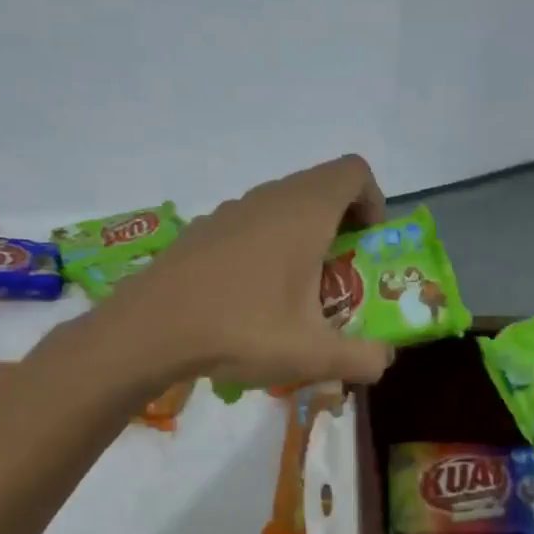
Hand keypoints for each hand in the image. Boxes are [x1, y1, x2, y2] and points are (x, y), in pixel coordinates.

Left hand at [112, 155, 397, 386]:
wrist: (149, 330)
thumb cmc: (241, 330)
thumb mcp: (313, 355)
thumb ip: (362, 358)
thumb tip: (384, 360)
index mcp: (304, 212)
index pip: (354, 172)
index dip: (373, 201)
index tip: (367, 245)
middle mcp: (269, 198)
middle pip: (321, 188)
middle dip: (342, 225)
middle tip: (340, 275)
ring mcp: (231, 210)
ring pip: (284, 205)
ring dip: (304, 236)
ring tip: (297, 291)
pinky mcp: (203, 229)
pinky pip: (251, 223)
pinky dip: (268, 245)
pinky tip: (251, 296)